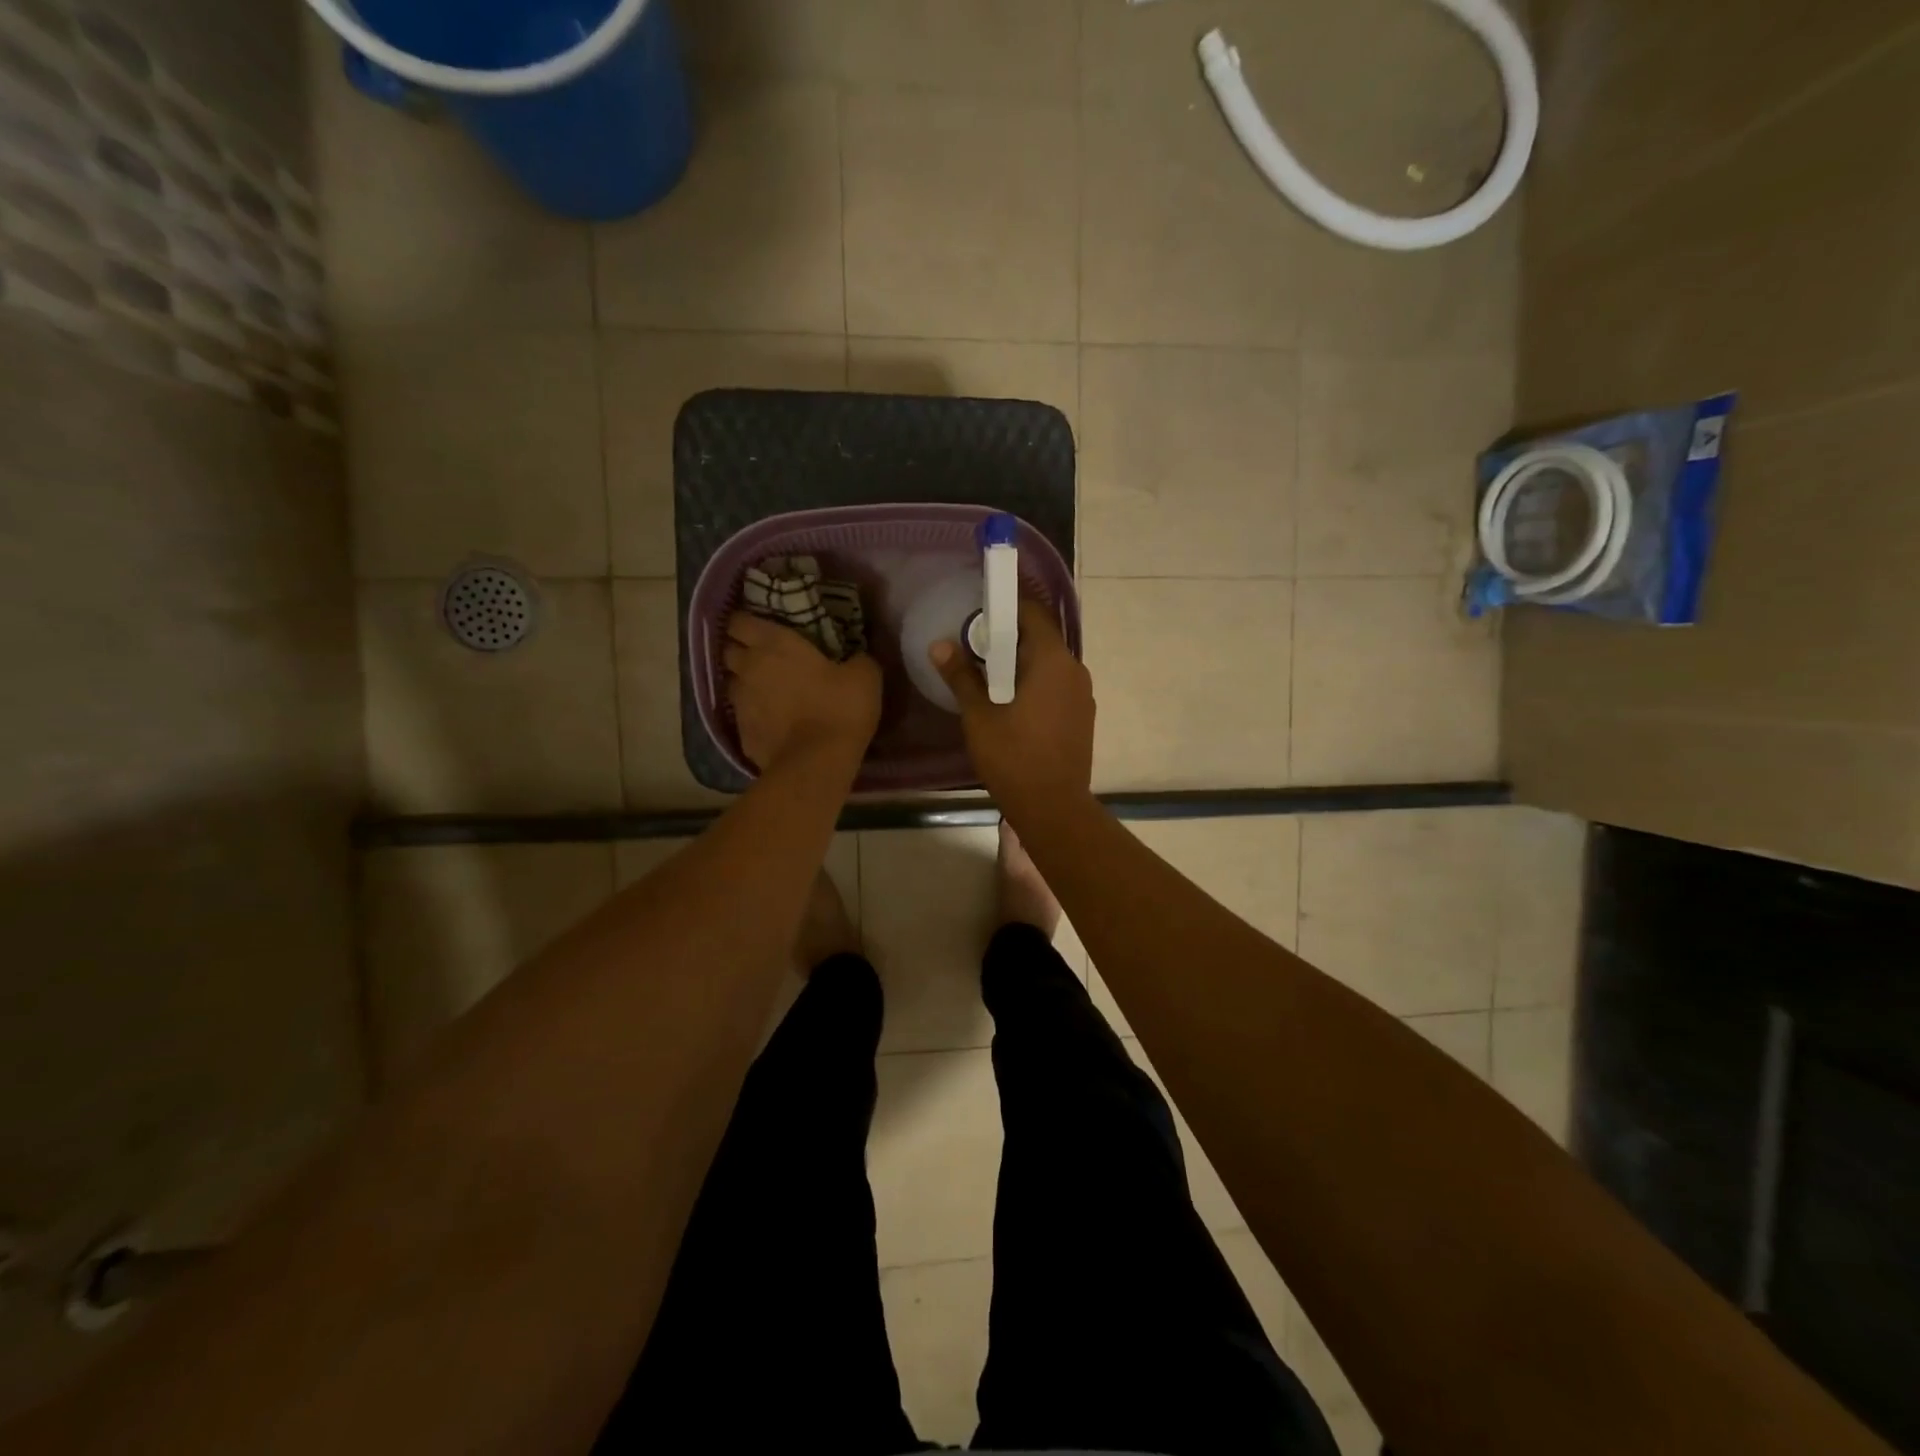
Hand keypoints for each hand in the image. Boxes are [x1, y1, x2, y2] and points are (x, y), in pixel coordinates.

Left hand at [726, 614, 881, 772]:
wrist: (816, 763)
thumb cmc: (839, 709)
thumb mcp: (864, 676)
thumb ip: (856, 659)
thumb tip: (855, 658)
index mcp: (774, 644)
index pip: (740, 620)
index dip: (746, 620)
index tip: (760, 624)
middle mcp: (749, 668)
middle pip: (729, 650)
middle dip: (741, 650)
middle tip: (763, 656)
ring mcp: (740, 702)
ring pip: (732, 684)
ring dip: (745, 683)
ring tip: (766, 690)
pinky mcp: (740, 733)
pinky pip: (741, 716)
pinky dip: (752, 714)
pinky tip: (770, 721)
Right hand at [930, 597, 1093, 808]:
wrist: (1054, 808)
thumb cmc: (1013, 758)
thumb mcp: (979, 716)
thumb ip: (961, 676)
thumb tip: (939, 645)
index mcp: (1053, 661)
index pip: (1032, 613)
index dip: (1007, 606)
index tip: (980, 609)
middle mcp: (1075, 670)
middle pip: (1042, 637)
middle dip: (1010, 636)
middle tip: (975, 643)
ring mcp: (1083, 694)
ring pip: (1050, 663)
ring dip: (1022, 661)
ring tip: (988, 673)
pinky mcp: (1083, 715)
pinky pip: (1057, 684)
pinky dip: (1036, 682)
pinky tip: (1011, 700)